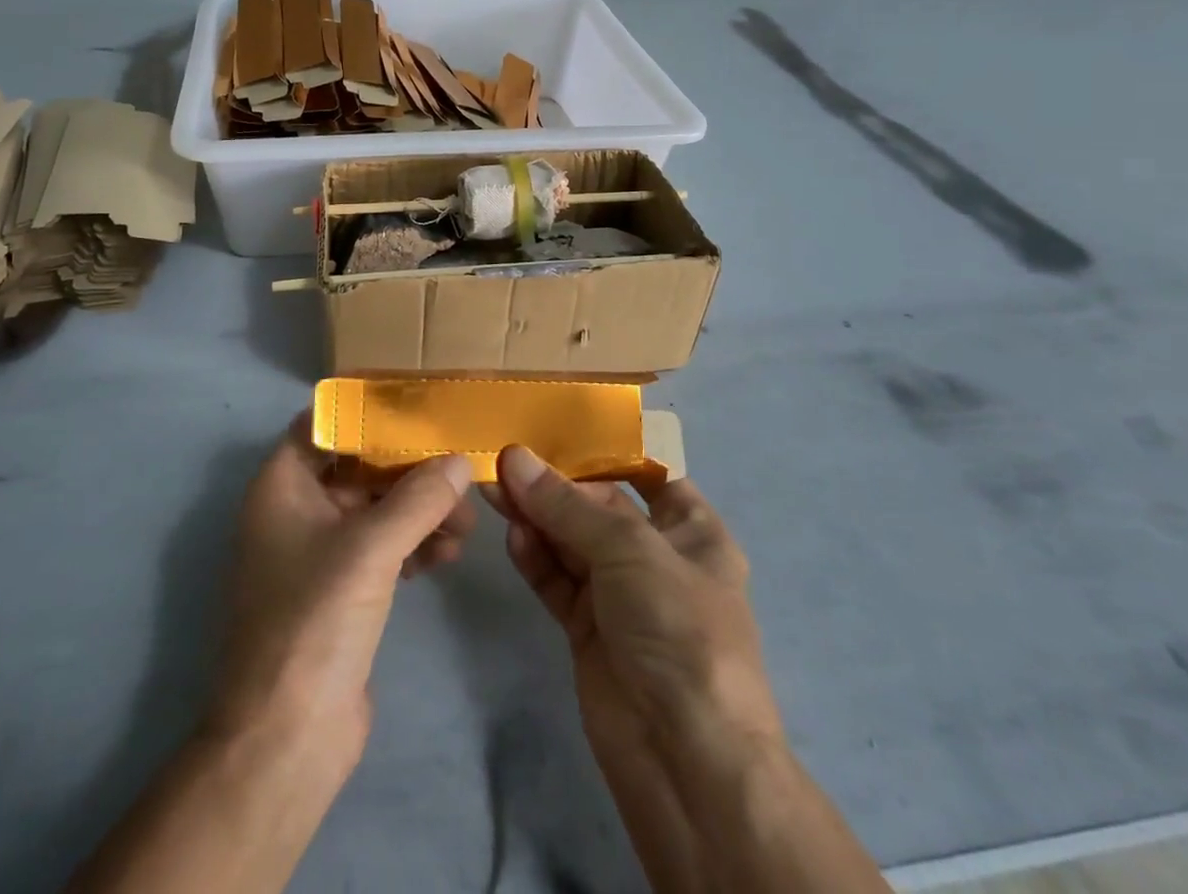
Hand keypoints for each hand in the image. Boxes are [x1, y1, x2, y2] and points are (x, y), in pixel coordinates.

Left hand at [210, 413, 475, 772]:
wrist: (285, 739)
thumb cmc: (315, 621)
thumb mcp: (370, 547)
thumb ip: (419, 498)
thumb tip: (459, 460)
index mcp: (282, 485)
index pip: (325, 424)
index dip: (369, 413)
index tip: (420, 407)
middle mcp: (295, 510)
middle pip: (359, 467)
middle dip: (410, 471)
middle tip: (459, 476)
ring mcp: (317, 553)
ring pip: (375, 510)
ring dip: (418, 511)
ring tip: (464, 527)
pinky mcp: (340, 591)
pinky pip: (381, 548)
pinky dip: (412, 544)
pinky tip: (447, 555)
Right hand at [485, 446, 784, 890]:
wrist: (686, 759)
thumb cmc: (678, 629)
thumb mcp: (629, 550)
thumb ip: (565, 505)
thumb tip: (514, 457)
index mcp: (692, 532)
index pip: (648, 476)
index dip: (606, 453)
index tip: (555, 429)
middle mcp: (656, 557)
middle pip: (598, 507)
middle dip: (555, 486)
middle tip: (504, 462)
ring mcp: (620, 595)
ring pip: (570, 542)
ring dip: (536, 517)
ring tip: (495, 490)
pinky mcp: (588, 628)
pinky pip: (557, 580)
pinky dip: (535, 558)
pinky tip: (513, 536)